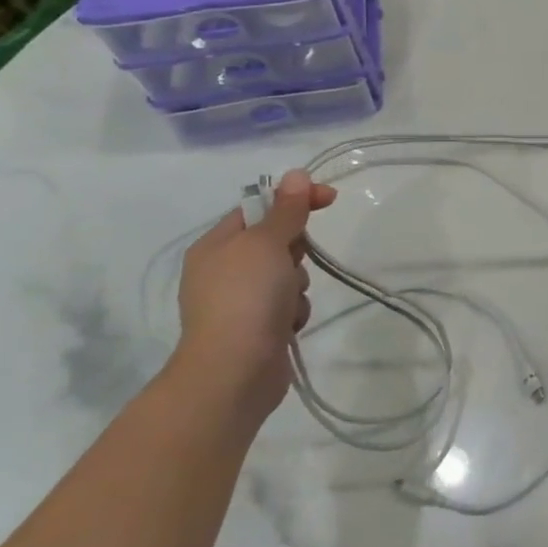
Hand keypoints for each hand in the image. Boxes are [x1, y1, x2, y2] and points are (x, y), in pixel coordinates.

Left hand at [169, 169, 336, 418]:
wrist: (233, 372)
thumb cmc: (245, 298)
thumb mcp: (266, 244)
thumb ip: (286, 210)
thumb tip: (296, 174)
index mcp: (216, 245)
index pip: (260, 207)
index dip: (295, 199)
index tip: (331, 199)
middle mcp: (224, 270)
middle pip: (276, 241)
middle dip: (295, 251)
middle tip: (293, 262)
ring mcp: (239, 301)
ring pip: (288, 275)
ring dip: (297, 285)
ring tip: (287, 303)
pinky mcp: (257, 327)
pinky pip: (288, 305)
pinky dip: (294, 311)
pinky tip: (288, 325)